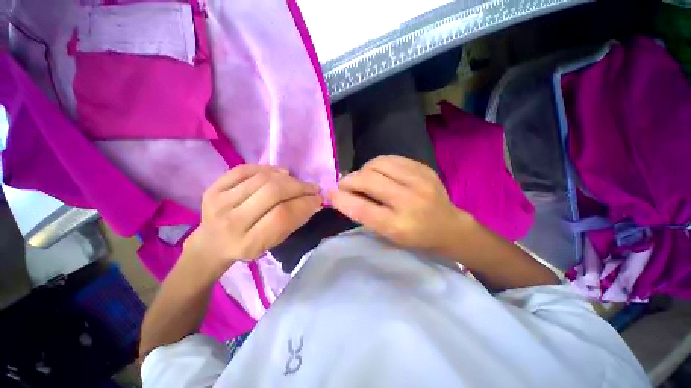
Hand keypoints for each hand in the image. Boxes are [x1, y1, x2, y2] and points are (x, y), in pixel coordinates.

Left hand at [184, 164, 321, 274]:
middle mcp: (231, 222)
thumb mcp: (273, 243)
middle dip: (299, 187)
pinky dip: (268, 169)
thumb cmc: (248, 246)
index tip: (319, 198)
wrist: (212, 243)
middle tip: (312, 187)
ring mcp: (218, 202)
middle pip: (273, 192)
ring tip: (297, 182)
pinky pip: (246, 169)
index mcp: (248, 243)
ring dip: (287, 177)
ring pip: (262, 179)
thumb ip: (293, 222)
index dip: (305, 204)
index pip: (282, 216)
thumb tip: (314, 201)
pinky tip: (279, 174)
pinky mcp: (213, 187)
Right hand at [328, 155, 473, 255]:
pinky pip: (390, 158)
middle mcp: (409, 201)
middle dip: (349, 180)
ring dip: (363, 170)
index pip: (362, 209)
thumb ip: (366, 215)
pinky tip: (378, 172)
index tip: (330, 193)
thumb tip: (344, 195)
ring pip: (377, 163)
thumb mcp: (388, 235)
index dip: (342, 199)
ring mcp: (419, 181)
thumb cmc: (415, 237)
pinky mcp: (424, 168)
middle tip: (345, 185)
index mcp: (399, 225)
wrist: (449, 227)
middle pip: (368, 180)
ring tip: (363, 178)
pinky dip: (377, 164)